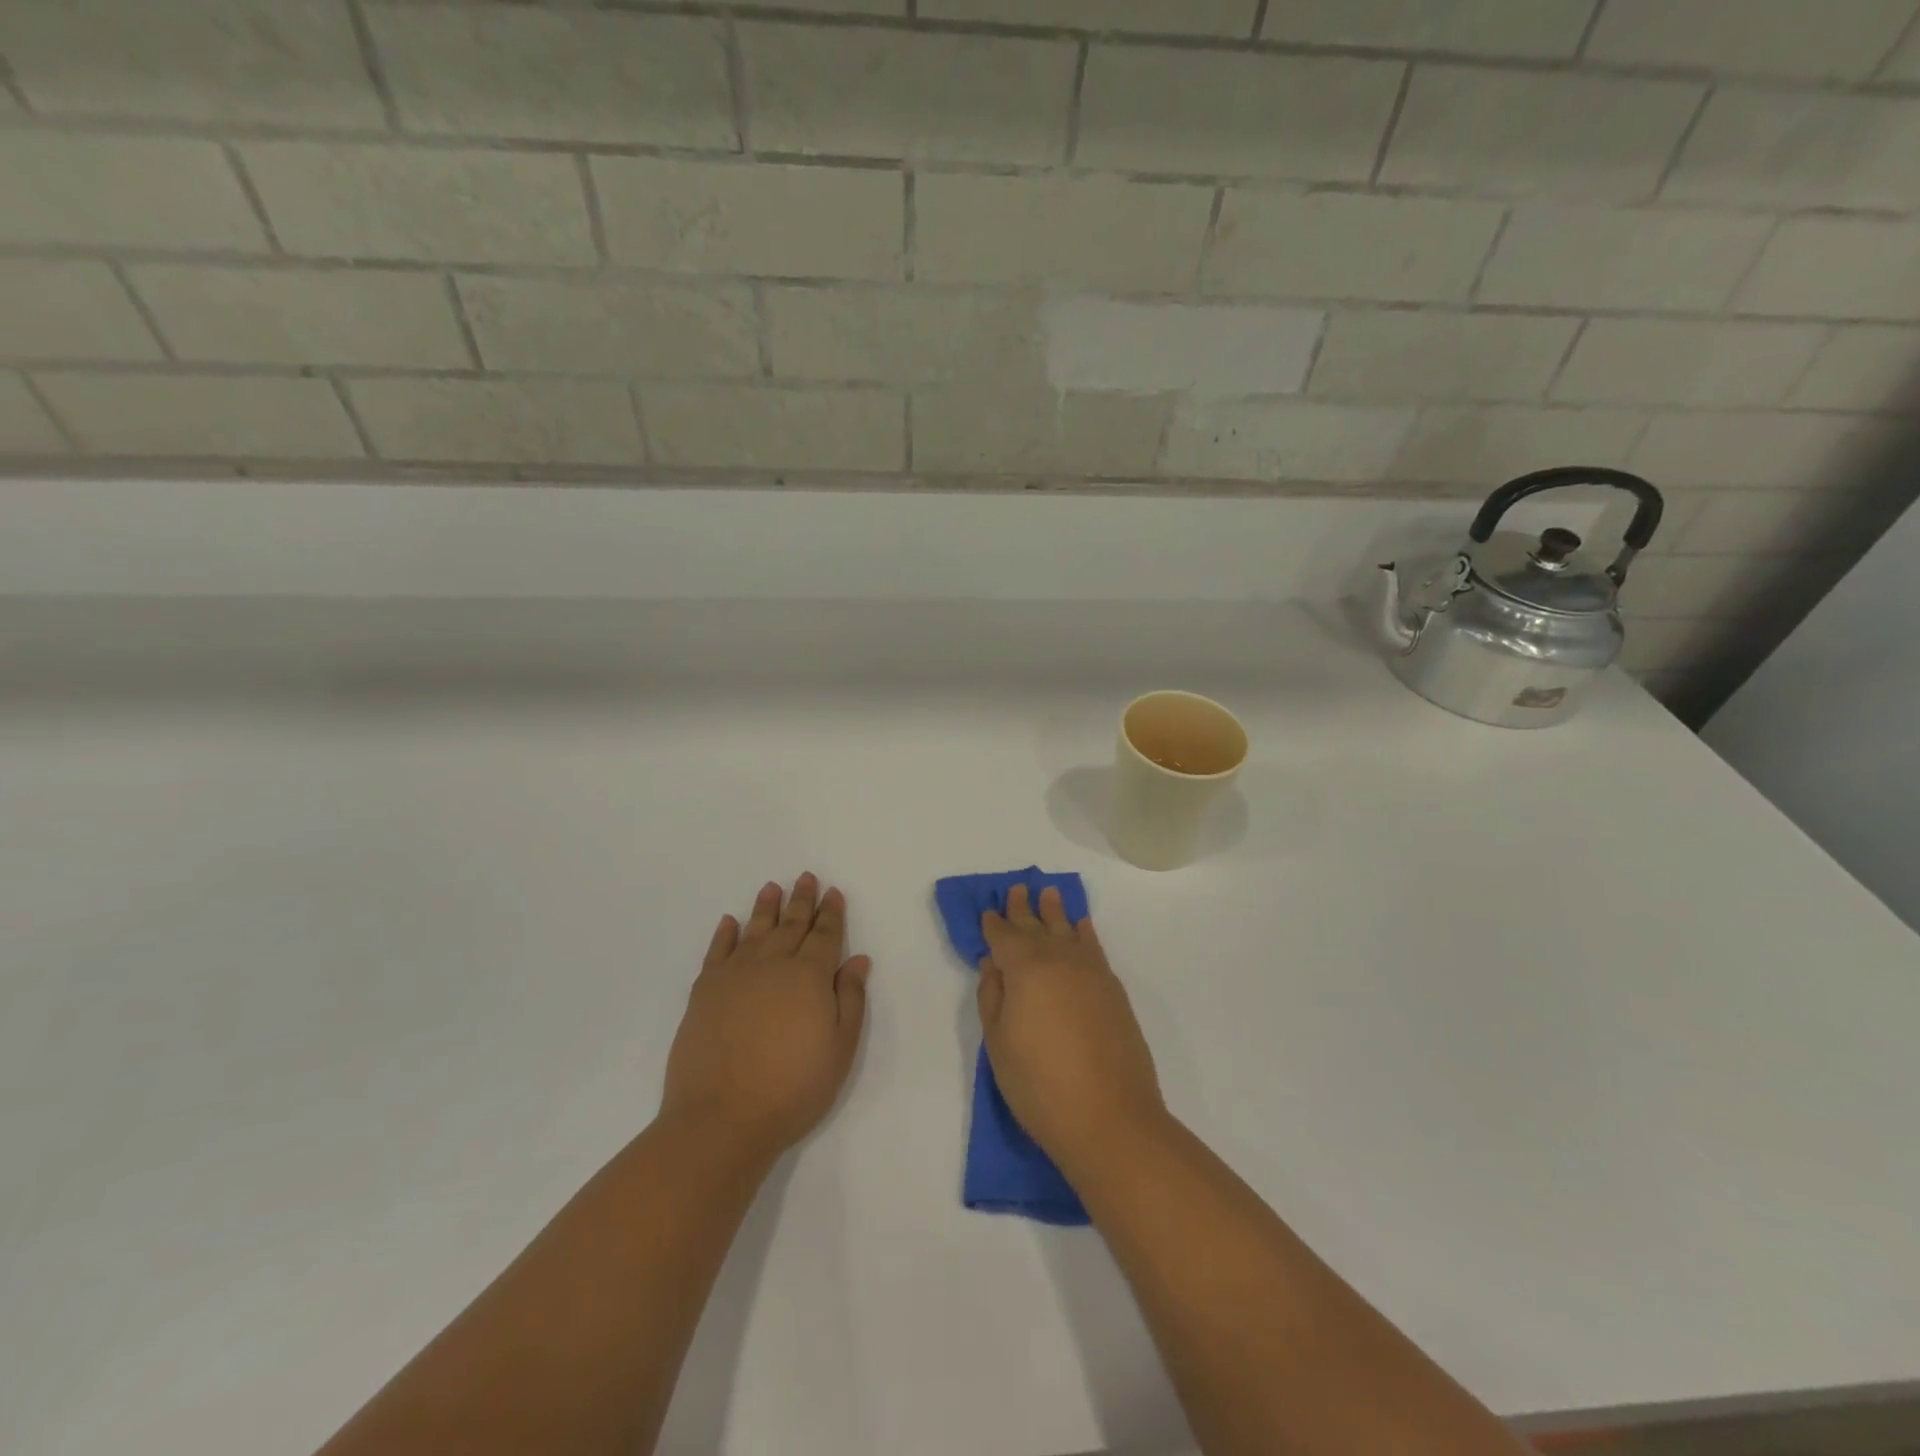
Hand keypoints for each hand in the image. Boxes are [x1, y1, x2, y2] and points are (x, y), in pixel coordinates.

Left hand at [661, 874, 871, 1161]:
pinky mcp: (704, 991)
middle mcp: (773, 964)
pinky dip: (724, 934)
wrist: (721, 1117)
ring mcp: (734, 975)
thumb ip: (851, 999)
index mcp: (809, 976)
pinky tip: (730, 922)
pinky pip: (717, 951)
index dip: (831, 913)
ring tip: (772, 887)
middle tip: (806, 877)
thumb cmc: (792, 1087)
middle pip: (790, 925)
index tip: (833, 892)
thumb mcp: (840, 1048)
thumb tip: (858, 960)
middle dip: (801, 900)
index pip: (824, 935)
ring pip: (754, 930)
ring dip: (765, 908)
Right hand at [978, 884, 1164, 1174]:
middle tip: (1017, 888)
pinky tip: (1082, 925)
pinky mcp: (1113, 990)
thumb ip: (992, 996)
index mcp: (1025, 969)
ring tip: (1049, 893)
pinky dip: (1086, 933)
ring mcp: (1091, 973)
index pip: (1004, 937)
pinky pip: (1095, 948)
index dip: (993, 925)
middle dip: (1024, 909)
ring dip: (1056, 912)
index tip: (987, 911)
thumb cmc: (1039, 1085)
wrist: (1109, 1118)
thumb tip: (993, 963)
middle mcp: (1059, 960)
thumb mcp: (998, 1044)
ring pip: (1068, 930)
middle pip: (1037, 927)